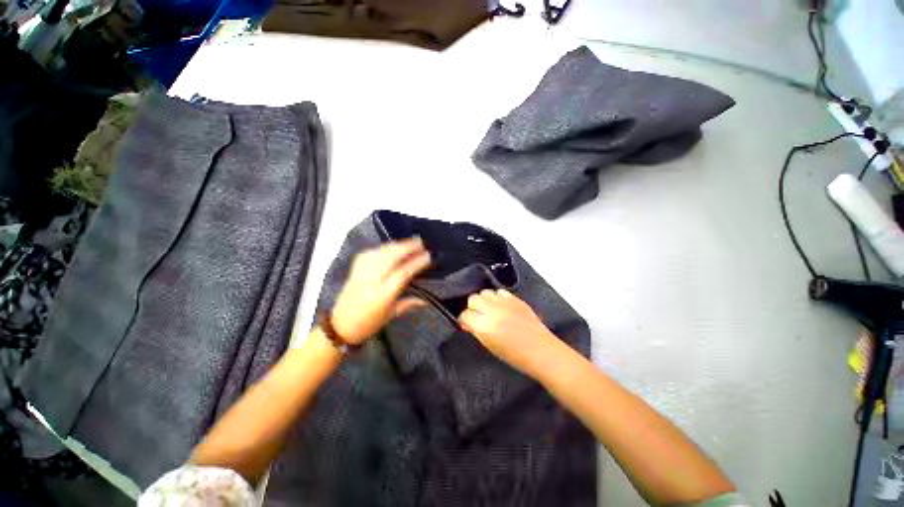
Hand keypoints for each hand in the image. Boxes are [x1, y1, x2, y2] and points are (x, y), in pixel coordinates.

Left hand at [330, 238, 430, 343]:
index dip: (415, 263)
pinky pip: (369, 254)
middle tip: (419, 242)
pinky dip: (381, 248)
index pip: (402, 273)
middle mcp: (371, 282)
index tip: (427, 256)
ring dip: (395, 245)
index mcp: (382, 296)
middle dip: (406, 248)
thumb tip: (426, 300)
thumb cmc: (368, 324)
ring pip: (379, 253)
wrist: (340, 326)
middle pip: (389, 258)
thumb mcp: (391, 315)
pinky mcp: (354, 270)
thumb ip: (409, 303)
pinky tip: (390, 246)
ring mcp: (360, 274)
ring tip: (409, 242)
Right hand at [459, 289, 561, 375]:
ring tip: (489, 309)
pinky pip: (500, 292)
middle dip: (472, 307)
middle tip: (477, 315)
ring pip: (485, 292)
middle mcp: (492, 310)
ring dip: (484, 300)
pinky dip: (497, 297)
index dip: (464, 320)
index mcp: (484, 326)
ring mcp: (504, 302)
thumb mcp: (490, 346)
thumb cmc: (515, 355)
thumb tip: (467, 323)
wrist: (541, 350)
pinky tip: (501, 305)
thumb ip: (476, 331)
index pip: (465, 315)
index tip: (467, 323)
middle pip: (473, 298)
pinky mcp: (515, 299)